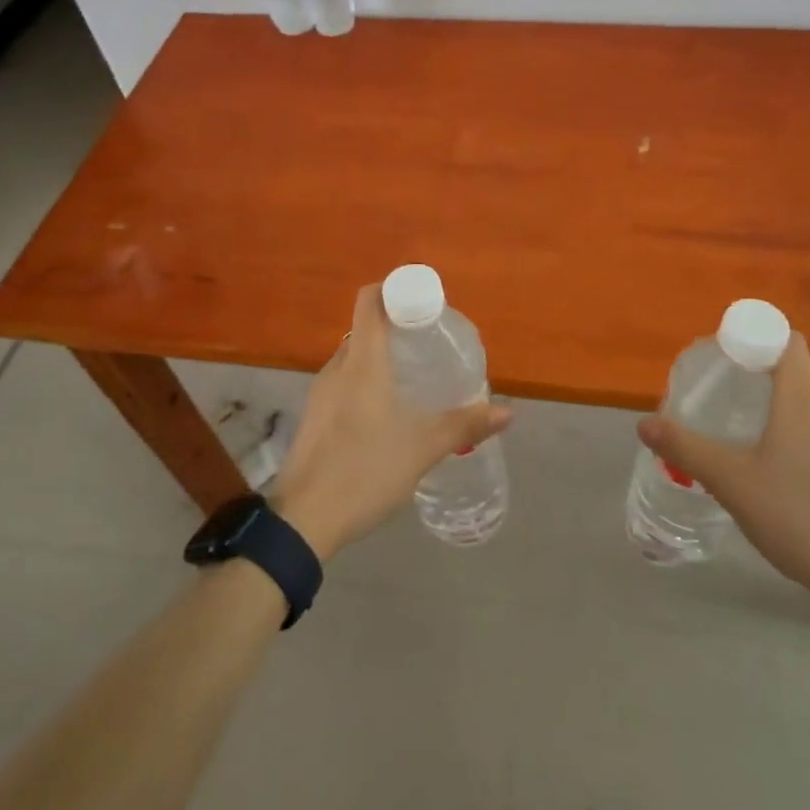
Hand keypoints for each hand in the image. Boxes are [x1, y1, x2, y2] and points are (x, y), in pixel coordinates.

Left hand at [273, 284, 509, 560]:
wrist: (302, 520)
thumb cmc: (364, 469)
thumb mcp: (422, 448)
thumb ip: (464, 425)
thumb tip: (507, 411)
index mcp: (362, 362)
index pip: (369, 300)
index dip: (394, 289)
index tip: (424, 303)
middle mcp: (337, 367)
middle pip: (365, 329)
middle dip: (397, 329)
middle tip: (430, 345)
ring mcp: (321, 393)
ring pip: (355, 360)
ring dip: (382, 359)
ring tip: (415, 380)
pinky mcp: (314, 418)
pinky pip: (344, 384)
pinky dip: (367, 384)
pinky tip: (388, 415)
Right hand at [636, 332, 809, 610]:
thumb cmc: (799, 515)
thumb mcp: (731, 481)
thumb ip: (686, 448)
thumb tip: (643, 423)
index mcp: (803, 397)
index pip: (784, 340)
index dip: (754, 336)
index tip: (723, 355)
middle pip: (790, 374)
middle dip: (753, 379)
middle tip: (717, 399)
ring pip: (803, 407)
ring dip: (772, 412)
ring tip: (738, 437)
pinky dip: (791, 437)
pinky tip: (771, 473)